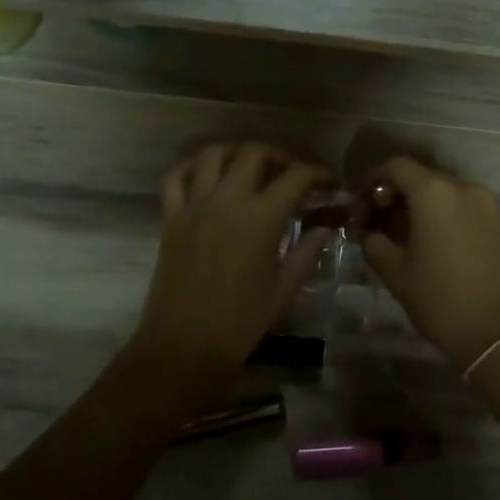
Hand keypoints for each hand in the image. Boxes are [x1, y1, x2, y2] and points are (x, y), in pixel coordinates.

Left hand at [131, 144, 333, 388]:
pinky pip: (175, 177)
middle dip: (277, 155)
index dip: (317, 173)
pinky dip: (190, 167)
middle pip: (253, 153)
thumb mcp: (283, 290)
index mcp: (261, 219)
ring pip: (212, 155)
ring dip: (235, 153)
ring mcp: (194, 206)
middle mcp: (227, 201)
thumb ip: (306, 253)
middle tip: (289, 172)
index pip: (296, 177)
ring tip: (248, 168)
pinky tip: (205, 175)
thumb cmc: (240, 323)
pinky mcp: (170, 218)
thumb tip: (325, 229)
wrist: (184, 347)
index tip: (328, 181)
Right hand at [361, 156, 499, 370]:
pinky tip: (454, 250)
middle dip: (405, 195)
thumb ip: (376, 245)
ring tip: (423, 238)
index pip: (398, 166)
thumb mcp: (397, 275)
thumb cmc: (442, 302)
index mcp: (434, 193)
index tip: (366, 199)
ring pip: (455, 195)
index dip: (377, 178)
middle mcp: (468, 189)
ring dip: (435, 208)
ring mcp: (496, 206)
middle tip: (390, 222)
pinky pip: (478, 213)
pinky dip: (460, 221)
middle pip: (428, 179)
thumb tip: (372, 234)